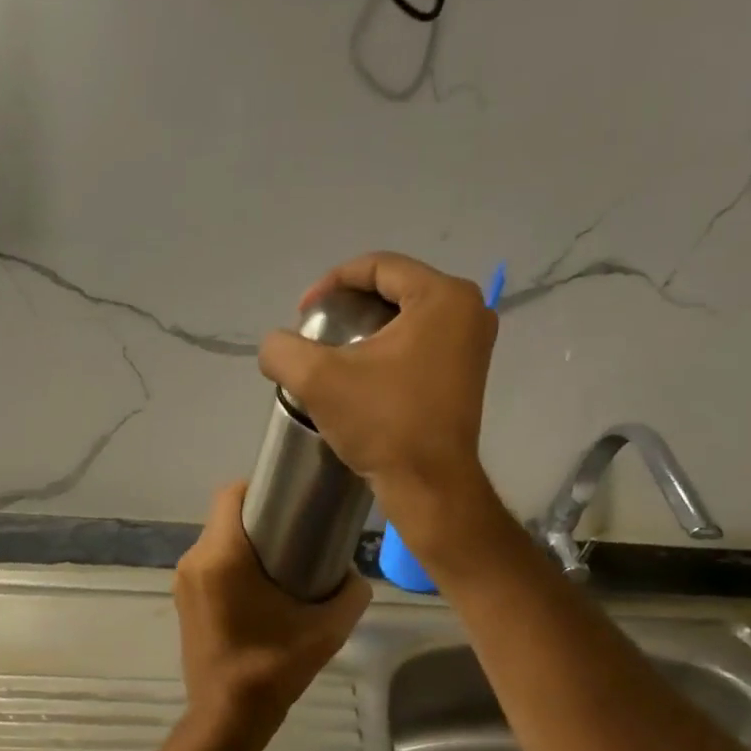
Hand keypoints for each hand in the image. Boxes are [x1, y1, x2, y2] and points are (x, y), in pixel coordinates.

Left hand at [174, 482, 371, 750]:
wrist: (227, 718)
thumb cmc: (273, 668)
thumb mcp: (327, 630)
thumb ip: (350, 593)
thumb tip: (353, 574)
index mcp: (222, 557)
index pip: (232, 494)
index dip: (261, 487)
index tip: (292, 499)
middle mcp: (195, 560)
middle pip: (225, 516)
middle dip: (260, 516)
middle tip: (297, 530)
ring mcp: (183, 581)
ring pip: (216, 540)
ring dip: (245, 541)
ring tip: (283, 559)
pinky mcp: (182, 600)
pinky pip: (209, 563)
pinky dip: (232, 562)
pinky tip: (260, 587)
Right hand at [258, 251, 497, 539]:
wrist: (429, 485)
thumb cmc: (383, 423)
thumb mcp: (317, 379)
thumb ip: (282, 348)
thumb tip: (276, 346)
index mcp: (442, 296)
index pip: (377, 265)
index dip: (331, 282)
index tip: (303, 314)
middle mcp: (469, 309)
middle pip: (395, 287)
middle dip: (350, 304)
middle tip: (318, 330)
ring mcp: (474, 341)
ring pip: (408, 314)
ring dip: (368, 326)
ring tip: (335, 352)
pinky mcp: (469, 370)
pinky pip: (422, 339)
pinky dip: (389, 346)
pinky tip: (364, 371)